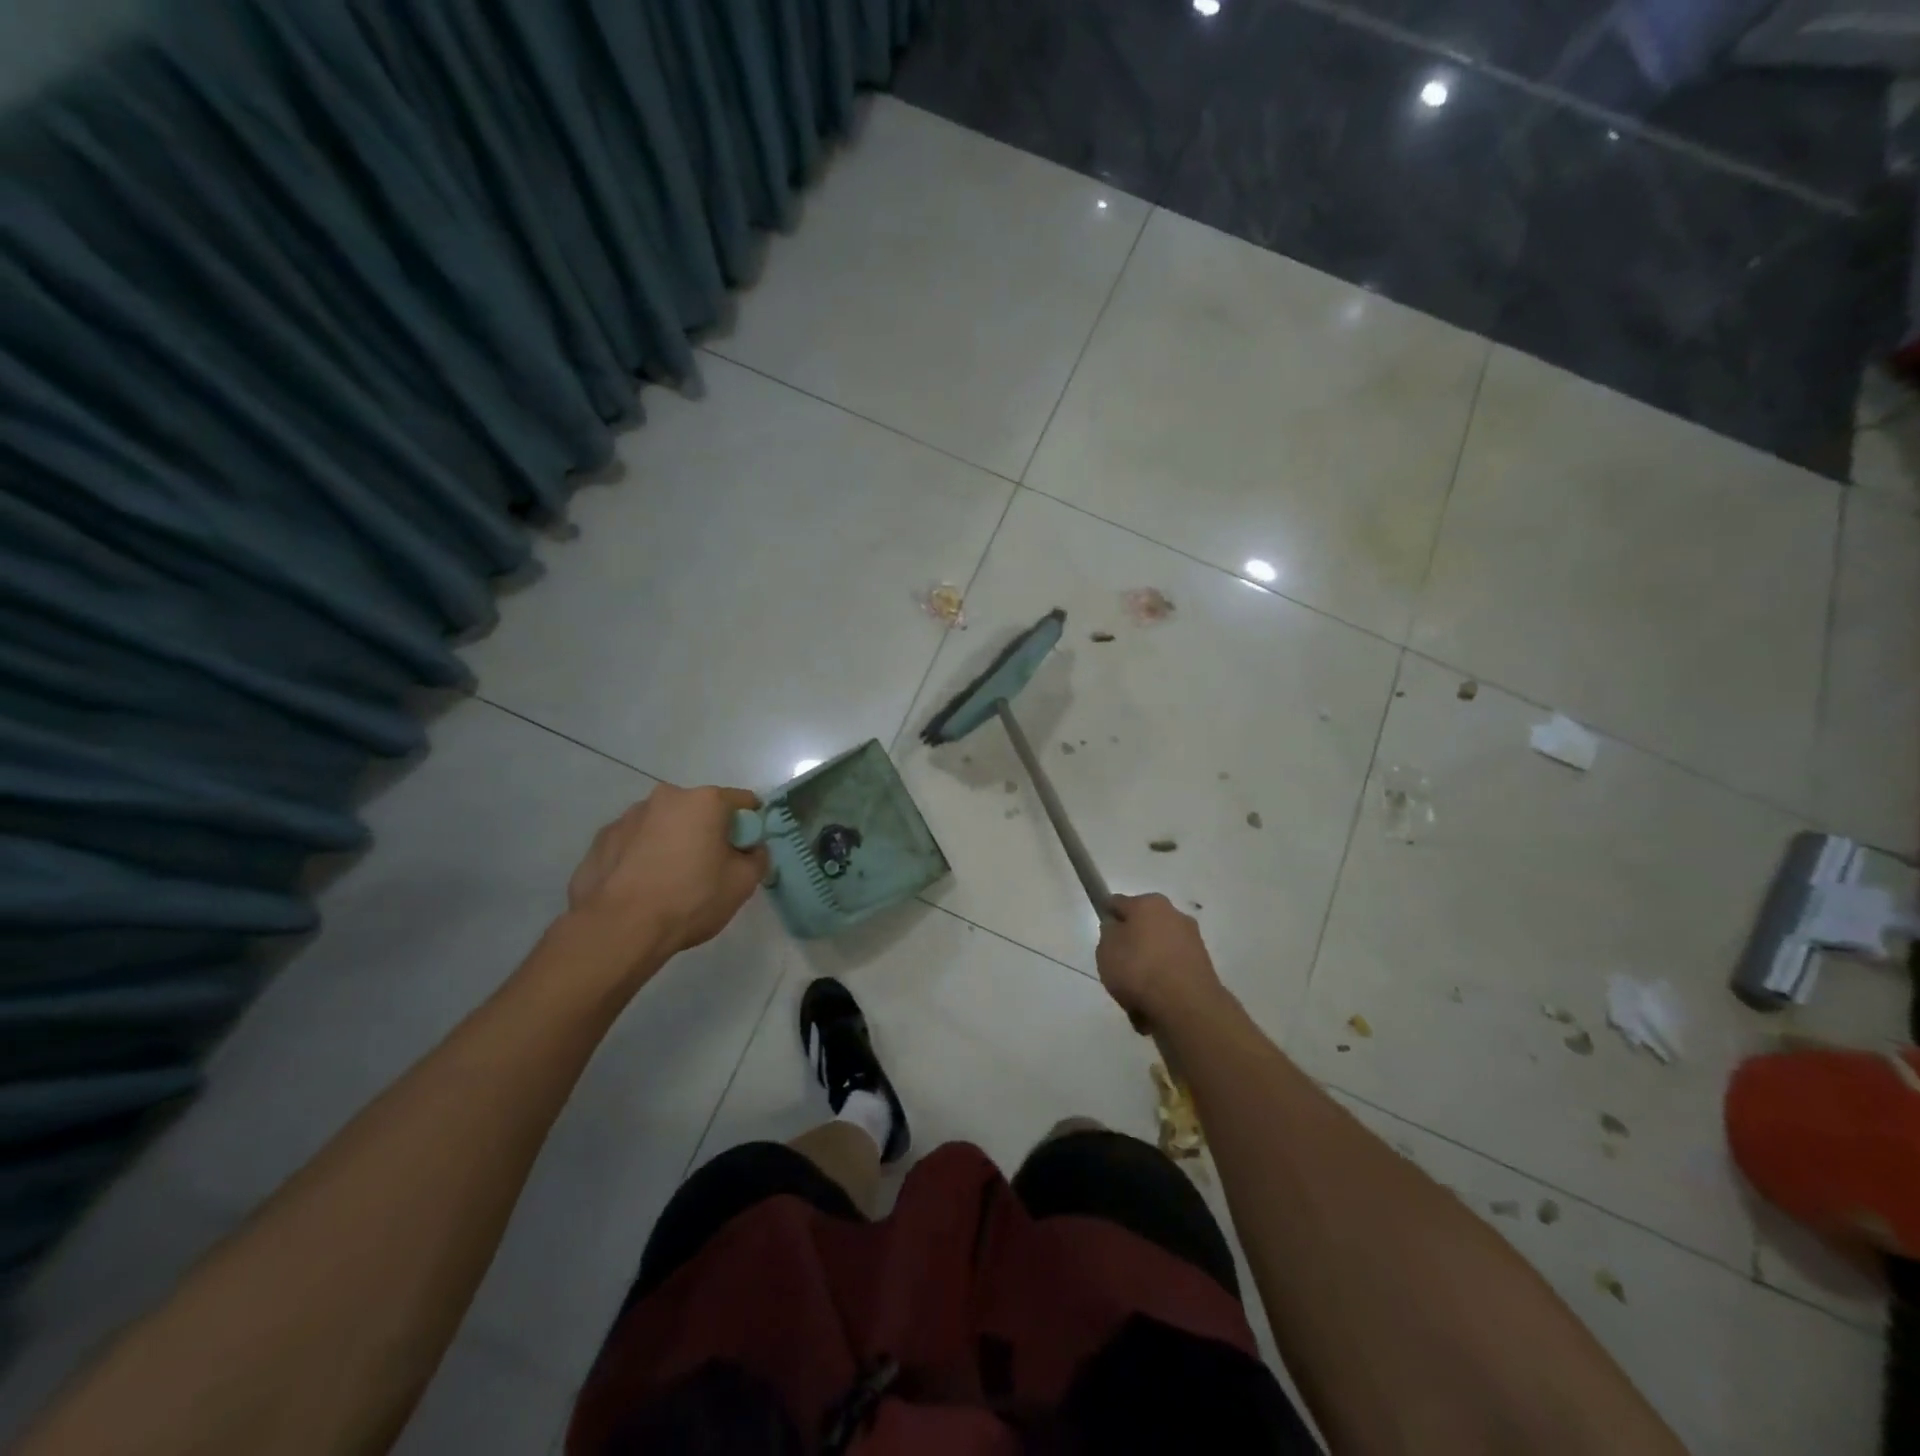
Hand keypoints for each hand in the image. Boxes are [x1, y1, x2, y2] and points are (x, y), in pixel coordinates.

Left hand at [564, 785, 769, 979]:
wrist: (619, 929)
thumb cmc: (690, 899)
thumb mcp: (743, 884)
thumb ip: (757, 858)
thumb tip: (751, 849)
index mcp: (705, 801)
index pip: (742, 801)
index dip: (750, 825)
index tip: (746, 850)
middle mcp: (666, 797)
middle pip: (699, 810)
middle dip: (707, 832)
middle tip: (708, 868)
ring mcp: (628, 816)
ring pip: (664, 824)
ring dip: (672, 841)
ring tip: (669, 881)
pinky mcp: (601, 839)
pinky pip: (634, 842)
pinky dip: (642, 855)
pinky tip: (642, 886)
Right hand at [1096, 893, 1227, 1031]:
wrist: (1186, 1006)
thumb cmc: (1138, 969)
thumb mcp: (1105, 950)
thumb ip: (1108, 934)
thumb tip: (1118, 929)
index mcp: (1148, 903)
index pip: (1119, 903)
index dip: (1108, 917)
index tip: (1103, 936)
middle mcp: (1174, 914)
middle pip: (1144, 925)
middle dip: (1133, 941)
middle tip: (1119, 965)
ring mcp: (1192, 940)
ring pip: (1160, 948)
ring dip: (1150, 962)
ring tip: (1137, 990)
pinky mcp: (1203, 965)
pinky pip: (1174, 968)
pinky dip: (1165, 978)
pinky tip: (1155, 999)